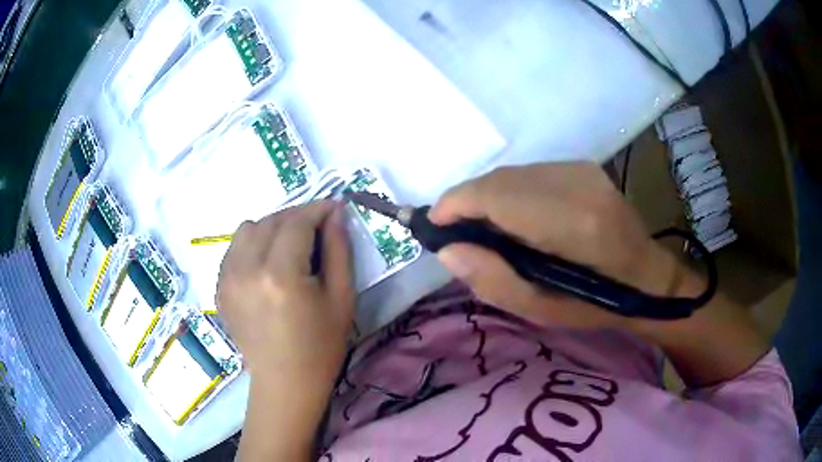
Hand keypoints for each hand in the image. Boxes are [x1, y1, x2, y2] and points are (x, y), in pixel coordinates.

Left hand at [217, 200, 353, 458]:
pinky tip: (267, 264)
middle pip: (271, 220)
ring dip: (272, 227)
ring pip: (248, 229)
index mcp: (280, 274)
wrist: (285, 382)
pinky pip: (234, 249)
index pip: (297, 222)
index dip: (318, 209)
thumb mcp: (341, 297)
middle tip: (317, 228)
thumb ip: (339, 249)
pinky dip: (252, 245)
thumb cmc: (321, 346)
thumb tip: (335, 214)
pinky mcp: (219, 288)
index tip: (334, 207)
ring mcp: (227, 278)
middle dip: (297, 216)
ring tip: (289, 246)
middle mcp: (246, 269)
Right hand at [429, 162, 684, 329]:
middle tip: (458, 235)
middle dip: (467, 202)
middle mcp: (576, 183)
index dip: (456, 205)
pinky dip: (510, 192)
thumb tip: (448, 251)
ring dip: (488, 197)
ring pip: (512, 173)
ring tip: (486, 230)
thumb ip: (493, 281)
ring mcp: (582, 170)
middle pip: (499, 179)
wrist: (648, 277)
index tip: (435, 227)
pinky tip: (515, 218)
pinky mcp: (584, 167)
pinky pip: (529, 173)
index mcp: (572, 224)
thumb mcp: (542, 311)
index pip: (497, 195)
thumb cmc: (598, 305)